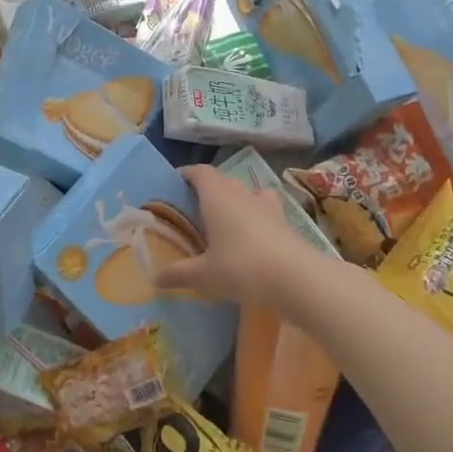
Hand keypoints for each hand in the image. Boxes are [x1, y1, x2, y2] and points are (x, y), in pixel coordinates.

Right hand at [153, 165, 319, 310]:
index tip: (175, 181)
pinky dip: (255, 217)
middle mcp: (242, 194)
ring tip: (225, 218)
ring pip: (247, 193)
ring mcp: (267, 207)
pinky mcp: (285, 223)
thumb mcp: (204, 276)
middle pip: (223, 180)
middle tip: (194, 207)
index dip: (187, 173)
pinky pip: (265, 210)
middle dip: (208, 188)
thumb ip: (178, 274)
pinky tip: (252, 235)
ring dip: (235, 199)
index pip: (200, 172)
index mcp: (217, 197)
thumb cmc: (242, 268)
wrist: (297, 279)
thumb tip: (155, 278)